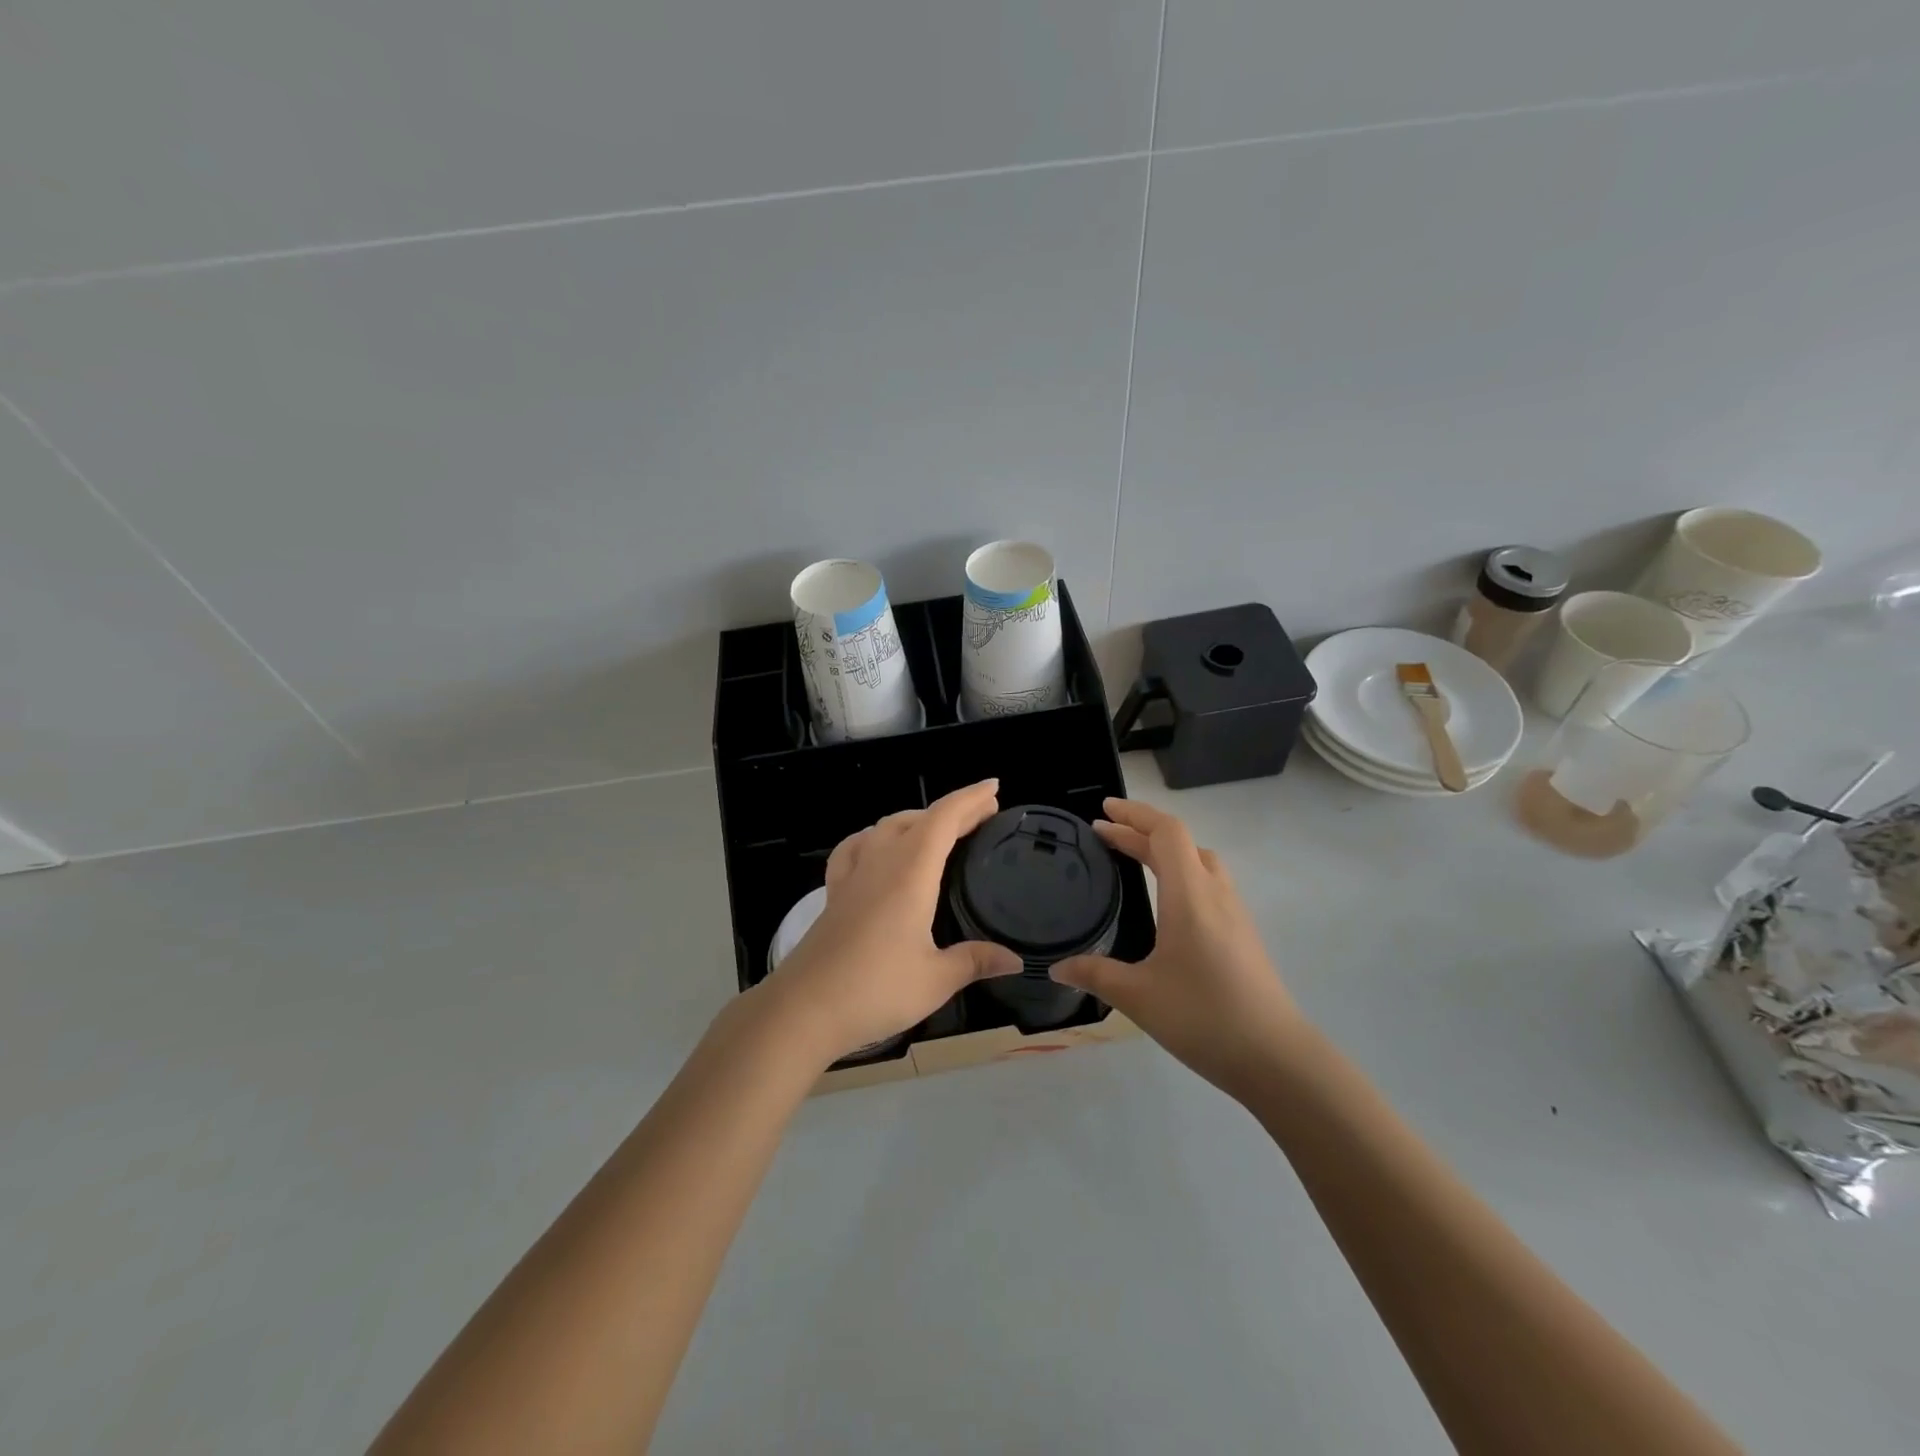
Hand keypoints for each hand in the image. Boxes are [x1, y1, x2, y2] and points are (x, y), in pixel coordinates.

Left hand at [764, 780, 1021, 1064]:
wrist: (804, 1008)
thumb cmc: (875, 990)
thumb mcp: (936, 979)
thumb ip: (975, 961)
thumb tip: (1015, 959)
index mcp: (910, 873)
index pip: (944, 819)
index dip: (970, 799)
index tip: (994, 788)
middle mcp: (881, 862)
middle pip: (918, 818)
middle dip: (952, 811)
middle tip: (982, 814)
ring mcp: (853, 875)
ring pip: (886, 826)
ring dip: (917, 819)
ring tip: (939, 830)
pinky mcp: (834, 893)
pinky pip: (856, 847)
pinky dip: (875, 837)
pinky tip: (877, 847)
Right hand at [1053, 798, 1304, 1098]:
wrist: (1276, 1059)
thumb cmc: (1203, 1017)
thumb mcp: (1138, 996)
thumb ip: (1095, 975)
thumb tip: (1056, 967)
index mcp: (1190, 895)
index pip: (1166, 832)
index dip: (1134, 814)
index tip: (1103, 811)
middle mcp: (1216, 893)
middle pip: (1180, 842)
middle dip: (1141, 831)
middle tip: (1104, 834)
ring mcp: (1235, 913)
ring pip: (1199, 861)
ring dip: (1165, 851)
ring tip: (1133, 858)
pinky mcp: (1243, 934)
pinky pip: (1209, 883)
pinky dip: (1181, 873)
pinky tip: (1167, 902)